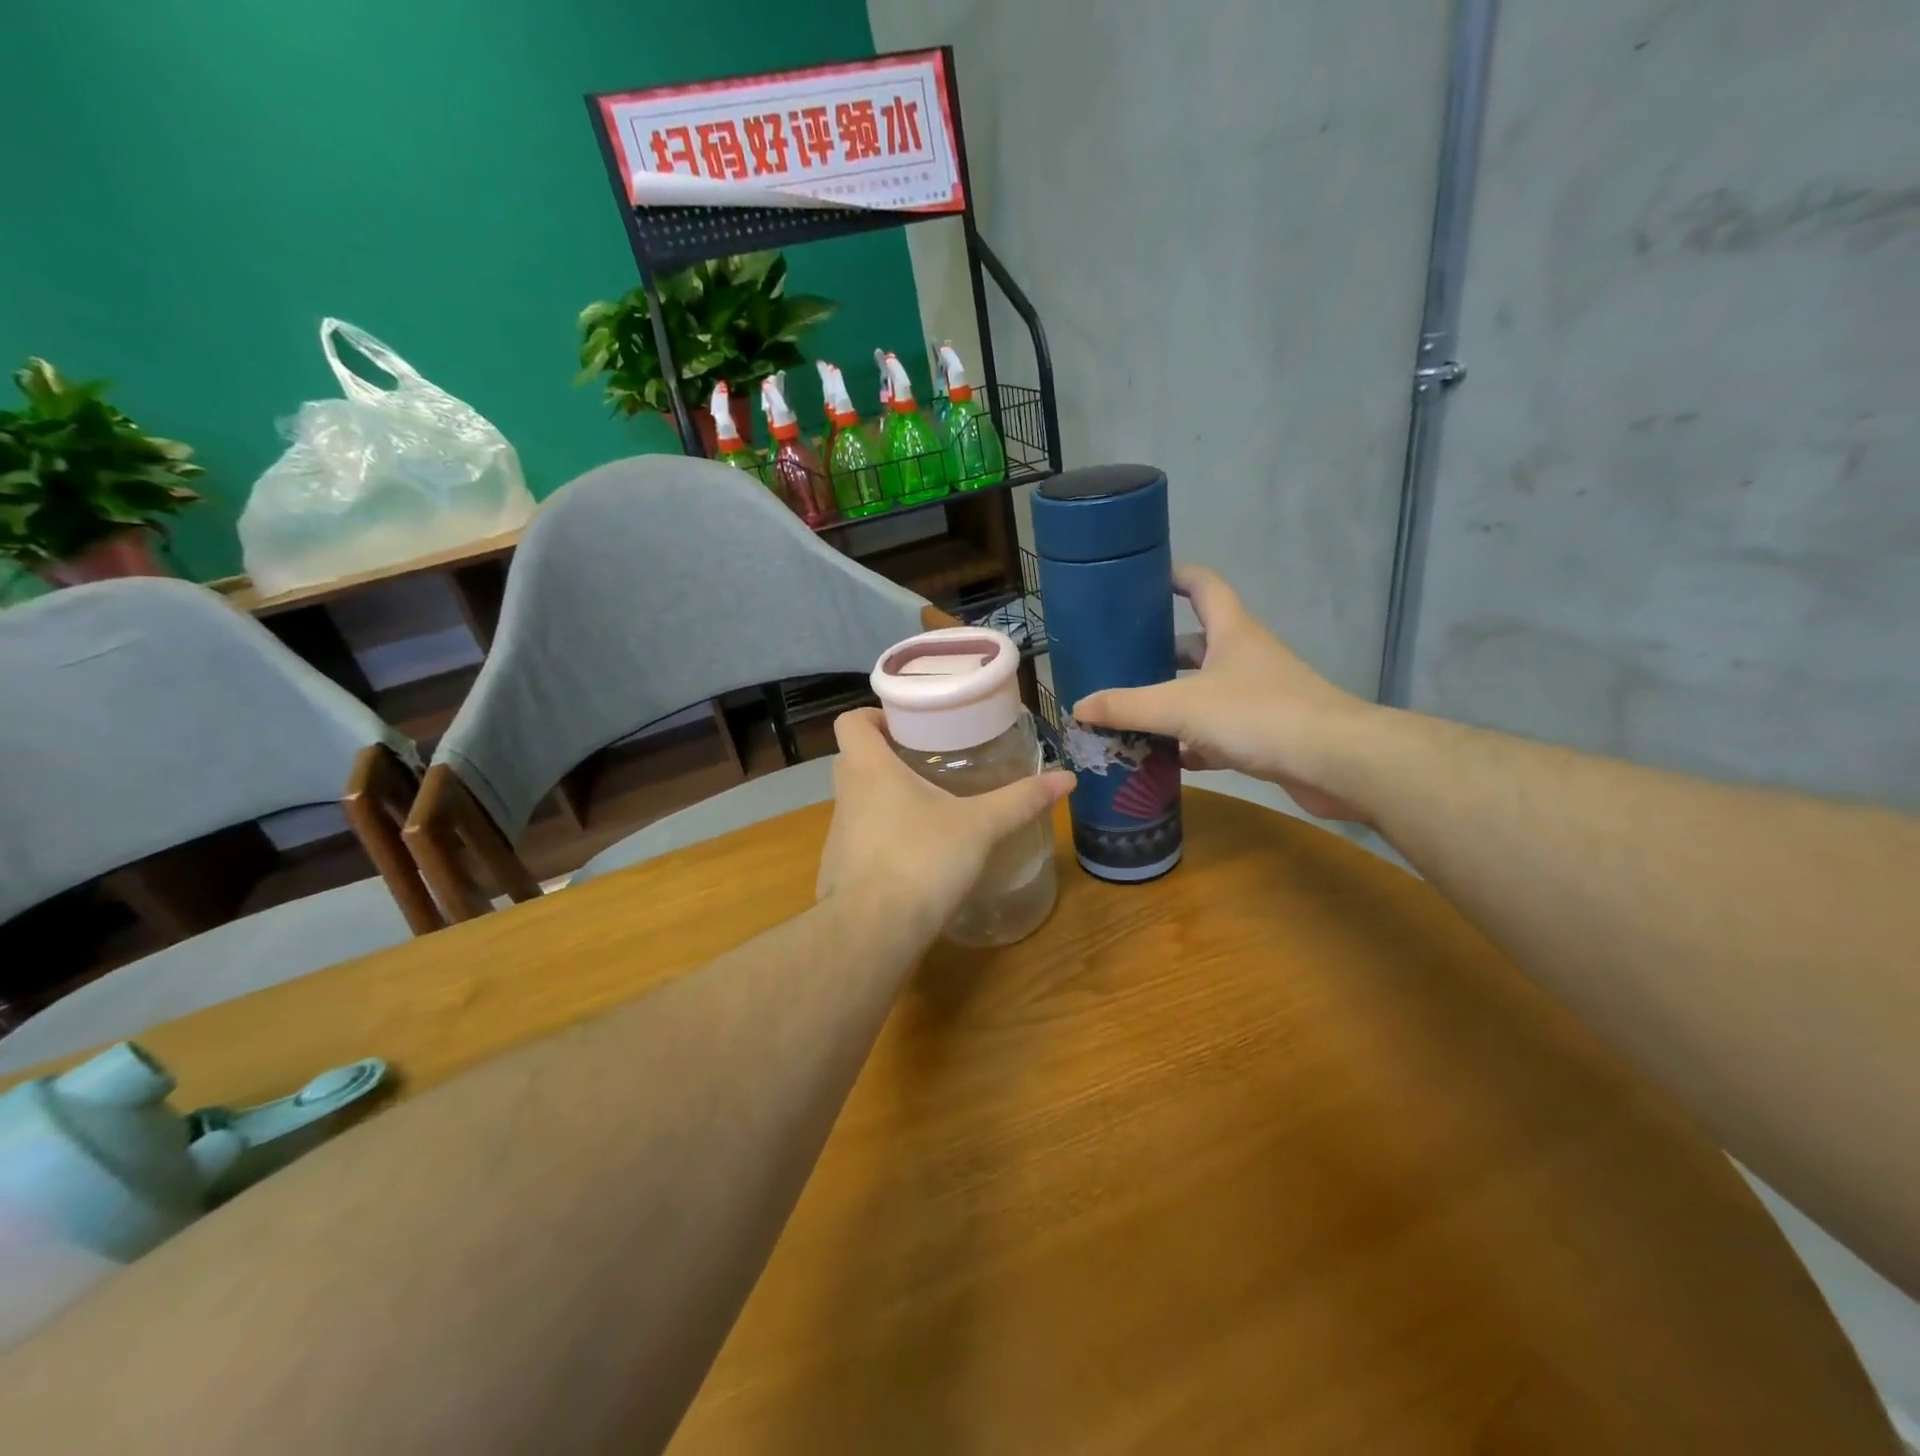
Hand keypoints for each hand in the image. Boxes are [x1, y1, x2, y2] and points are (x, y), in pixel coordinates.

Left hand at [818, 708, 1074, 937]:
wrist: (874, 931)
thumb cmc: (923, 860)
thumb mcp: (980, 826)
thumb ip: (1021, 800)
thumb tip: (1067, 777)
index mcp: (869, 769)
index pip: (851, 721)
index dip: (874, 715)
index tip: (908, 725)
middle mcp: (846, 796)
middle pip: (855, 758)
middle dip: (887, 755)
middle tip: (928, 759)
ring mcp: (837, 836)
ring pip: (857, 801)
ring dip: (884, 798)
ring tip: (928, 807)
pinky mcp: (838, 871)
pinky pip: (859, 841)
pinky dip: (881, 838)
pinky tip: (915, 854)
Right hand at [1072, 566, 1375, 821]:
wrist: (1334, 761)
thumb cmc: (1257, 714)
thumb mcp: (1181, 707)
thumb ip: (1128, 706)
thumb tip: (1078, 706)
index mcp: (1231, 631)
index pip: (1202, 585)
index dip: (1175, 576)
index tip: (1144, 579)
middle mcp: (1245, 656)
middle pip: (1196, 644)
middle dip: (1159, 652)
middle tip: (1119, 662)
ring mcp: (1259, 695)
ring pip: (1205, 691)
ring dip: (1172, 701)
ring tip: (1130, 712)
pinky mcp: (1266, 733)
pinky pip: (1218, 731)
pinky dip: (1193, 741)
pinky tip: (1167, 757)